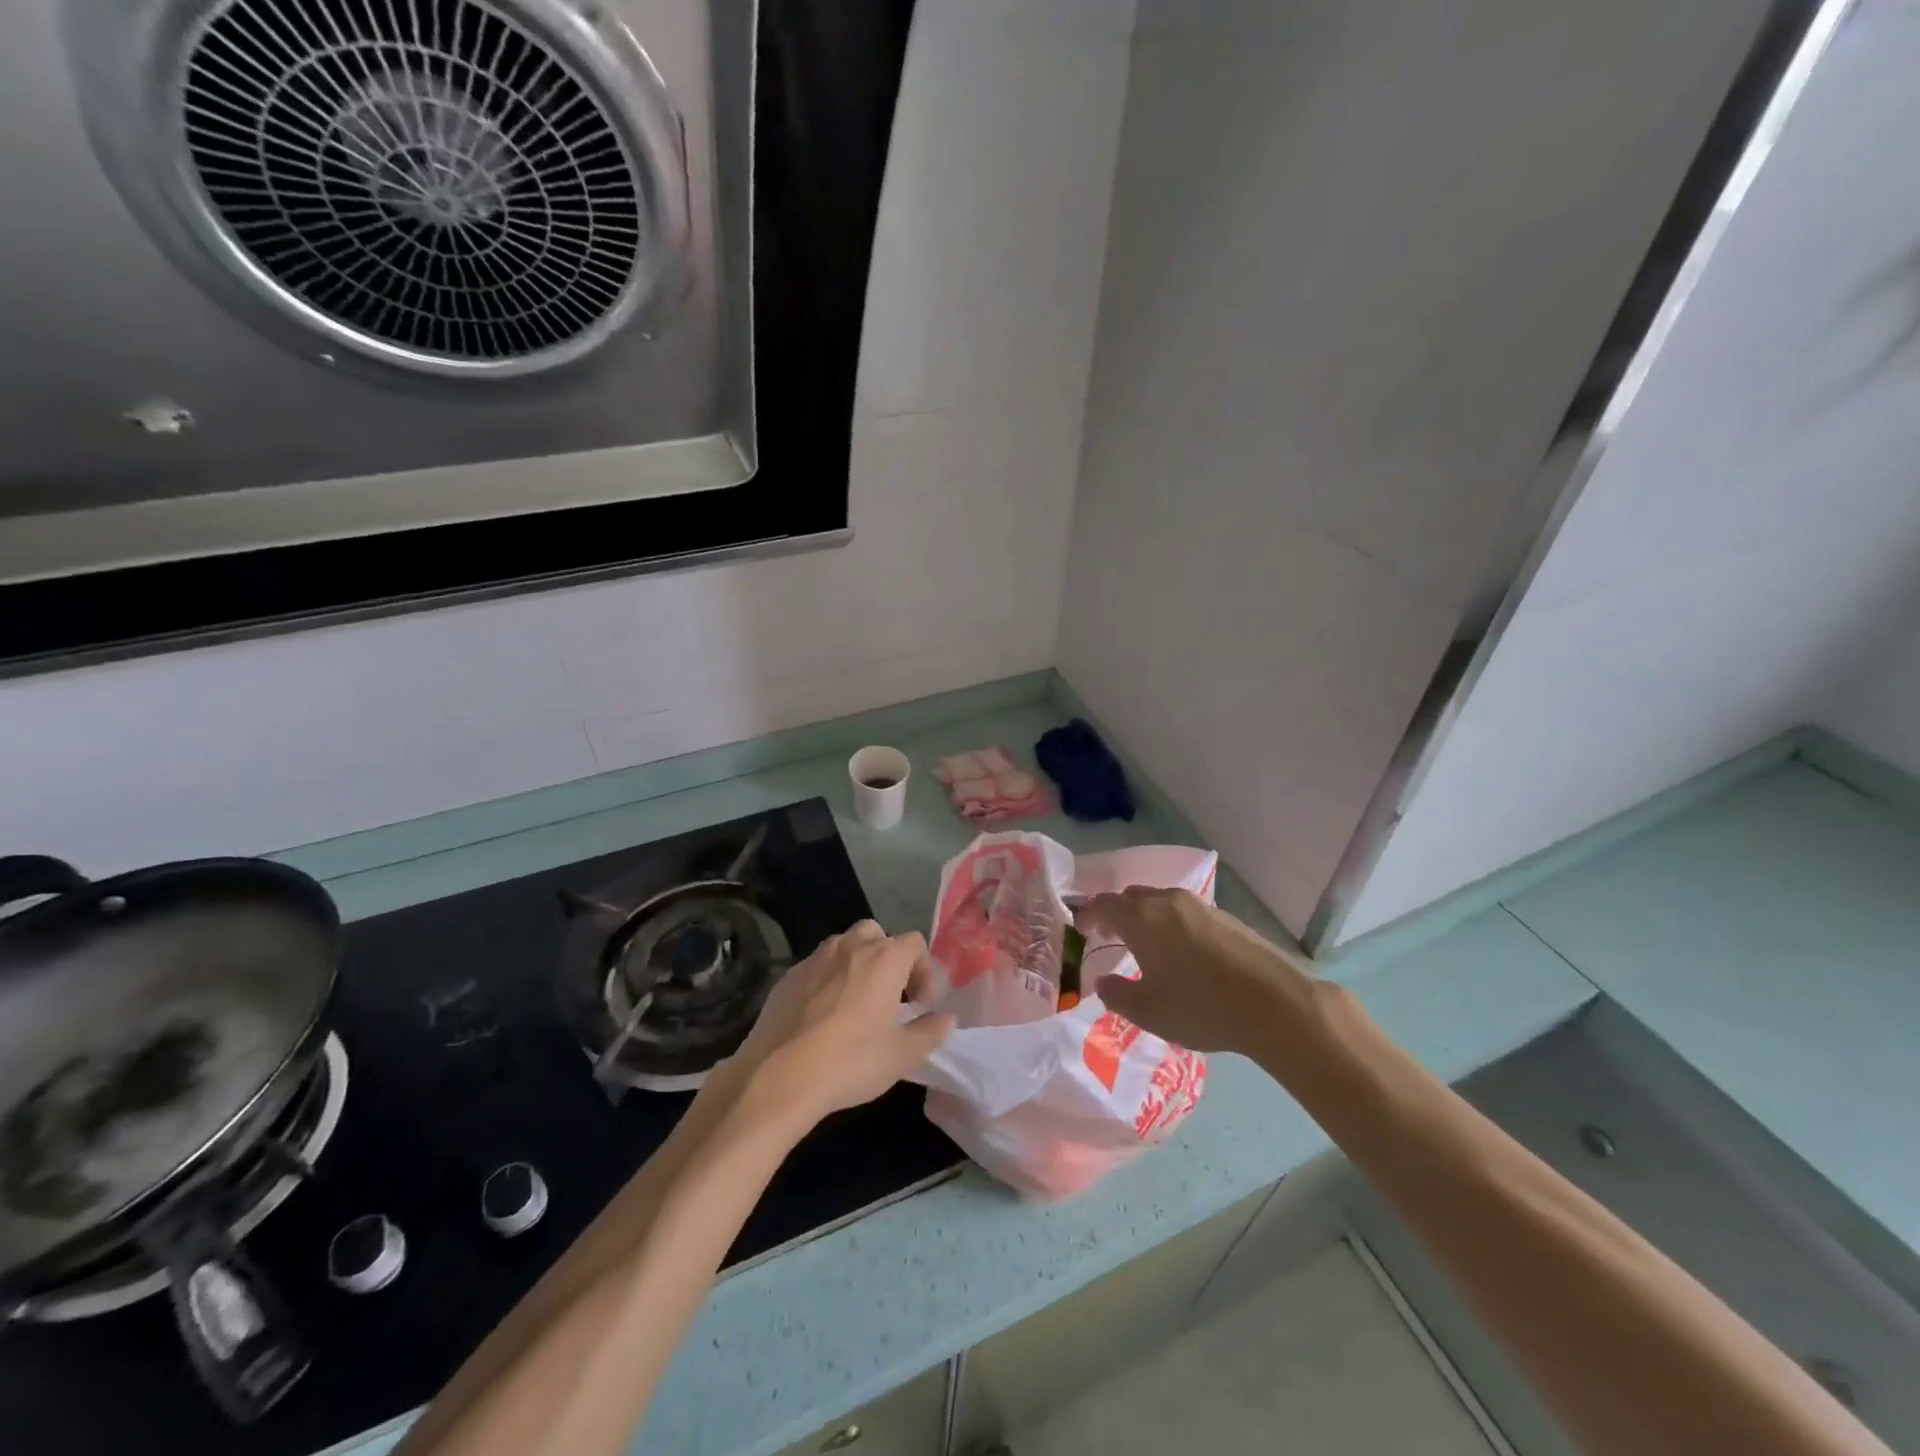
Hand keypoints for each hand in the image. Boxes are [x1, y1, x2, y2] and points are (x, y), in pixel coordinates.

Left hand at [731, 921, 954, 1130]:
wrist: (779, 1076)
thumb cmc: (852, 1060)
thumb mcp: (903, 1055)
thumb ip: (930, 1032)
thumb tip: (946, 1019)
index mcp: (884, 958)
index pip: (914, 942)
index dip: (924, 969)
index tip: (920, 1004)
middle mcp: (850, 946)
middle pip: (877, 934)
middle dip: (888, 958)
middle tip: (890, 996)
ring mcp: (814, 959)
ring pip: (844, 947)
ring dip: (856, 967)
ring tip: (856, 1007)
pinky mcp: (787, 977)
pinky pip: (817, 968)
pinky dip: (827, 982)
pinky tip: (823, 1018)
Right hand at [1079, 888, 1316, 1056]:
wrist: (1274, 1003)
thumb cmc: (1200, 1006)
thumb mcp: (1148, 1011)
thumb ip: (1117, 995)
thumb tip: (1103, 982)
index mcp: (1141, 918)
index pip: (1103, 904)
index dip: (1088, 915)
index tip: (1081, 930)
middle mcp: (1167, 901)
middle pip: (1132, 897)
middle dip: (1117, 914)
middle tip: (1110, 937)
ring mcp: (1200, 906)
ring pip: (1161, 902)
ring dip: (1147, 918)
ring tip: (1147, 947)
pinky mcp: (1227, 918)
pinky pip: (1186, 913)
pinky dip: (1173, 926)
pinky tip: (1183, 954)